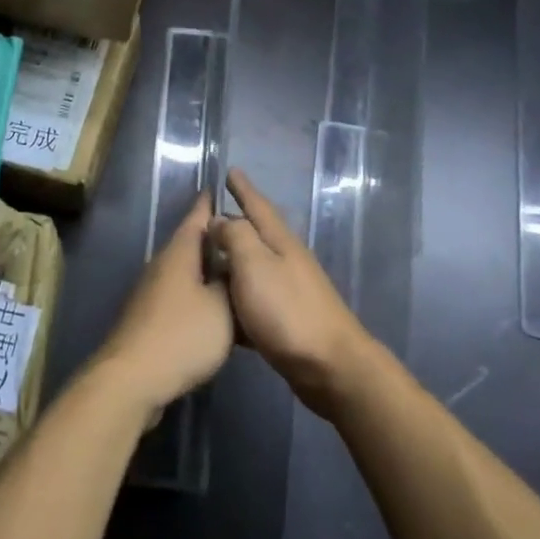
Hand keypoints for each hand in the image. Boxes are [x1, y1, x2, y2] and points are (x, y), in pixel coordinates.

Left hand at [92, 193, 232, 417]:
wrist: (133, 379)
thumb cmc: (182, 335)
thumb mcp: (222, 307)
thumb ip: (231, 282)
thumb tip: (233, 265)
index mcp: (179, 253)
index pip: (197, 216)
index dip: (211, 203)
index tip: (223, 189)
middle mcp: (162, 265)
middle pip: (192, 244)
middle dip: (216, 240)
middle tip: (245, 238)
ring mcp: (152, 292)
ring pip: (187, 272)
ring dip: (209, 271)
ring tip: (238, 274)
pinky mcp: (150, 319)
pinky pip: (181, 296)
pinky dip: (200, 296)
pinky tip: (217, 311)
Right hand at [211, 170, 374, 420]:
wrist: (330, 367)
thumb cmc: (287, 311)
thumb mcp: (255, 265)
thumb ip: (235, 237)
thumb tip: (220, 220)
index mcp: (280, 242)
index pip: (258, 206)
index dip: (243, 189)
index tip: (230, 171)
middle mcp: (287, 261)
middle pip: (257, 234)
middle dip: (236, 222)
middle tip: (209, 215)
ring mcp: (290, 291)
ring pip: (255, 266)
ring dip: (234, 259)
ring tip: (210, 258)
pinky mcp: (287, 321)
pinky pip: (254, 298)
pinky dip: (238, 295)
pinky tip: (223, 306)